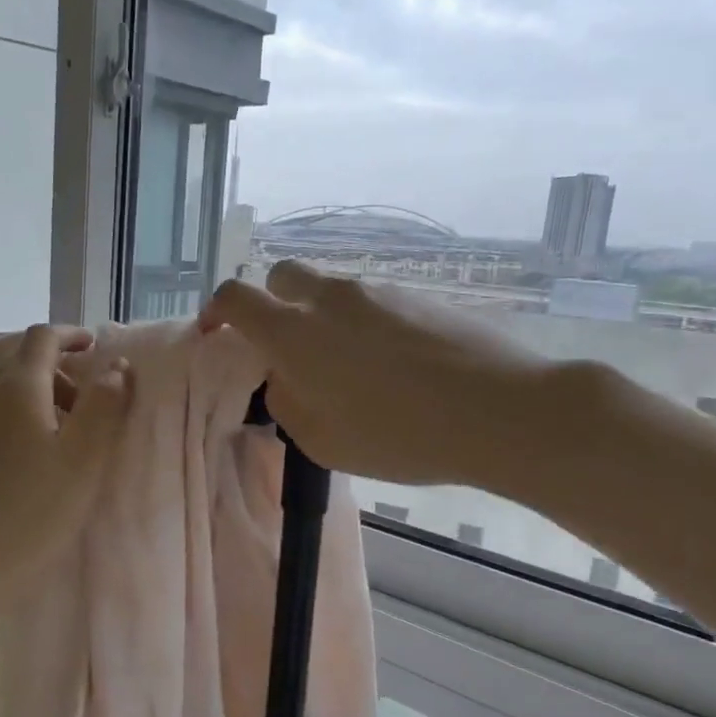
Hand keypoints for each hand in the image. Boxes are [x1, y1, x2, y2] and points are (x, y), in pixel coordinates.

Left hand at [0, 325, 131, 610]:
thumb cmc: (33, 513)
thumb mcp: (84, 459)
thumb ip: (104, 405)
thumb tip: (117, 365)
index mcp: (17, 390)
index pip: (42, 338)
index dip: (71, 335)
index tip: (95, 346)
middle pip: (20, 361)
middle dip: (57, 369)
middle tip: (87, 403)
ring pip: (5, 393)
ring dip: (39, 398)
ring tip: (66, 439)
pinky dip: (18, 421)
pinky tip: (32, 464)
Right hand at [200, 261, 561, 495]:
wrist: (499, 410)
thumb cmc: (399, 435)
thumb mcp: (322, 440)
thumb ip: (287, 403)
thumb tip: (283, 380)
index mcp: (294, 332)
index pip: (236, 298)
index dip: (216, 311)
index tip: (216, 333)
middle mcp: (330, 298)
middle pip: (281, 275)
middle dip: (271, 302)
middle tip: (285, 346)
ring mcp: (377, 291)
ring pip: (330, 290)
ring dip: (321, 317)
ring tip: (349, 368)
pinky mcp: (417, 295)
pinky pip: (371, 301)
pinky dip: (363, 324)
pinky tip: (392, 365)